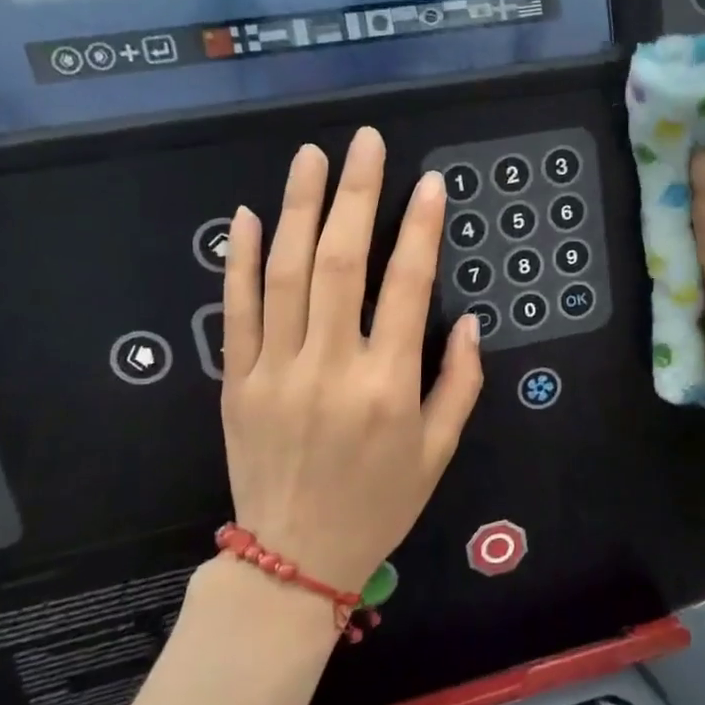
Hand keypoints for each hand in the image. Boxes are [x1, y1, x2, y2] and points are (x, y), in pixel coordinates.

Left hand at [219, 128, 483, 595]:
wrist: (294, 560)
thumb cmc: (380, 504)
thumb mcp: (440, 451)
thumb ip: (460, 382)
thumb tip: (468, 320)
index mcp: (389, 386)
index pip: (408, 287)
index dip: (421, 228)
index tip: (430, 183)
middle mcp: (332, 368)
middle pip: (342, 263)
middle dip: (357, 195)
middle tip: (365, 143)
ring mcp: (276, 373)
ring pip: (287, 275)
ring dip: (300, 208)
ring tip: (312, 157)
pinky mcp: (236, 383)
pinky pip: (237, 312)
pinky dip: (241, 261)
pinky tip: (249, 215)